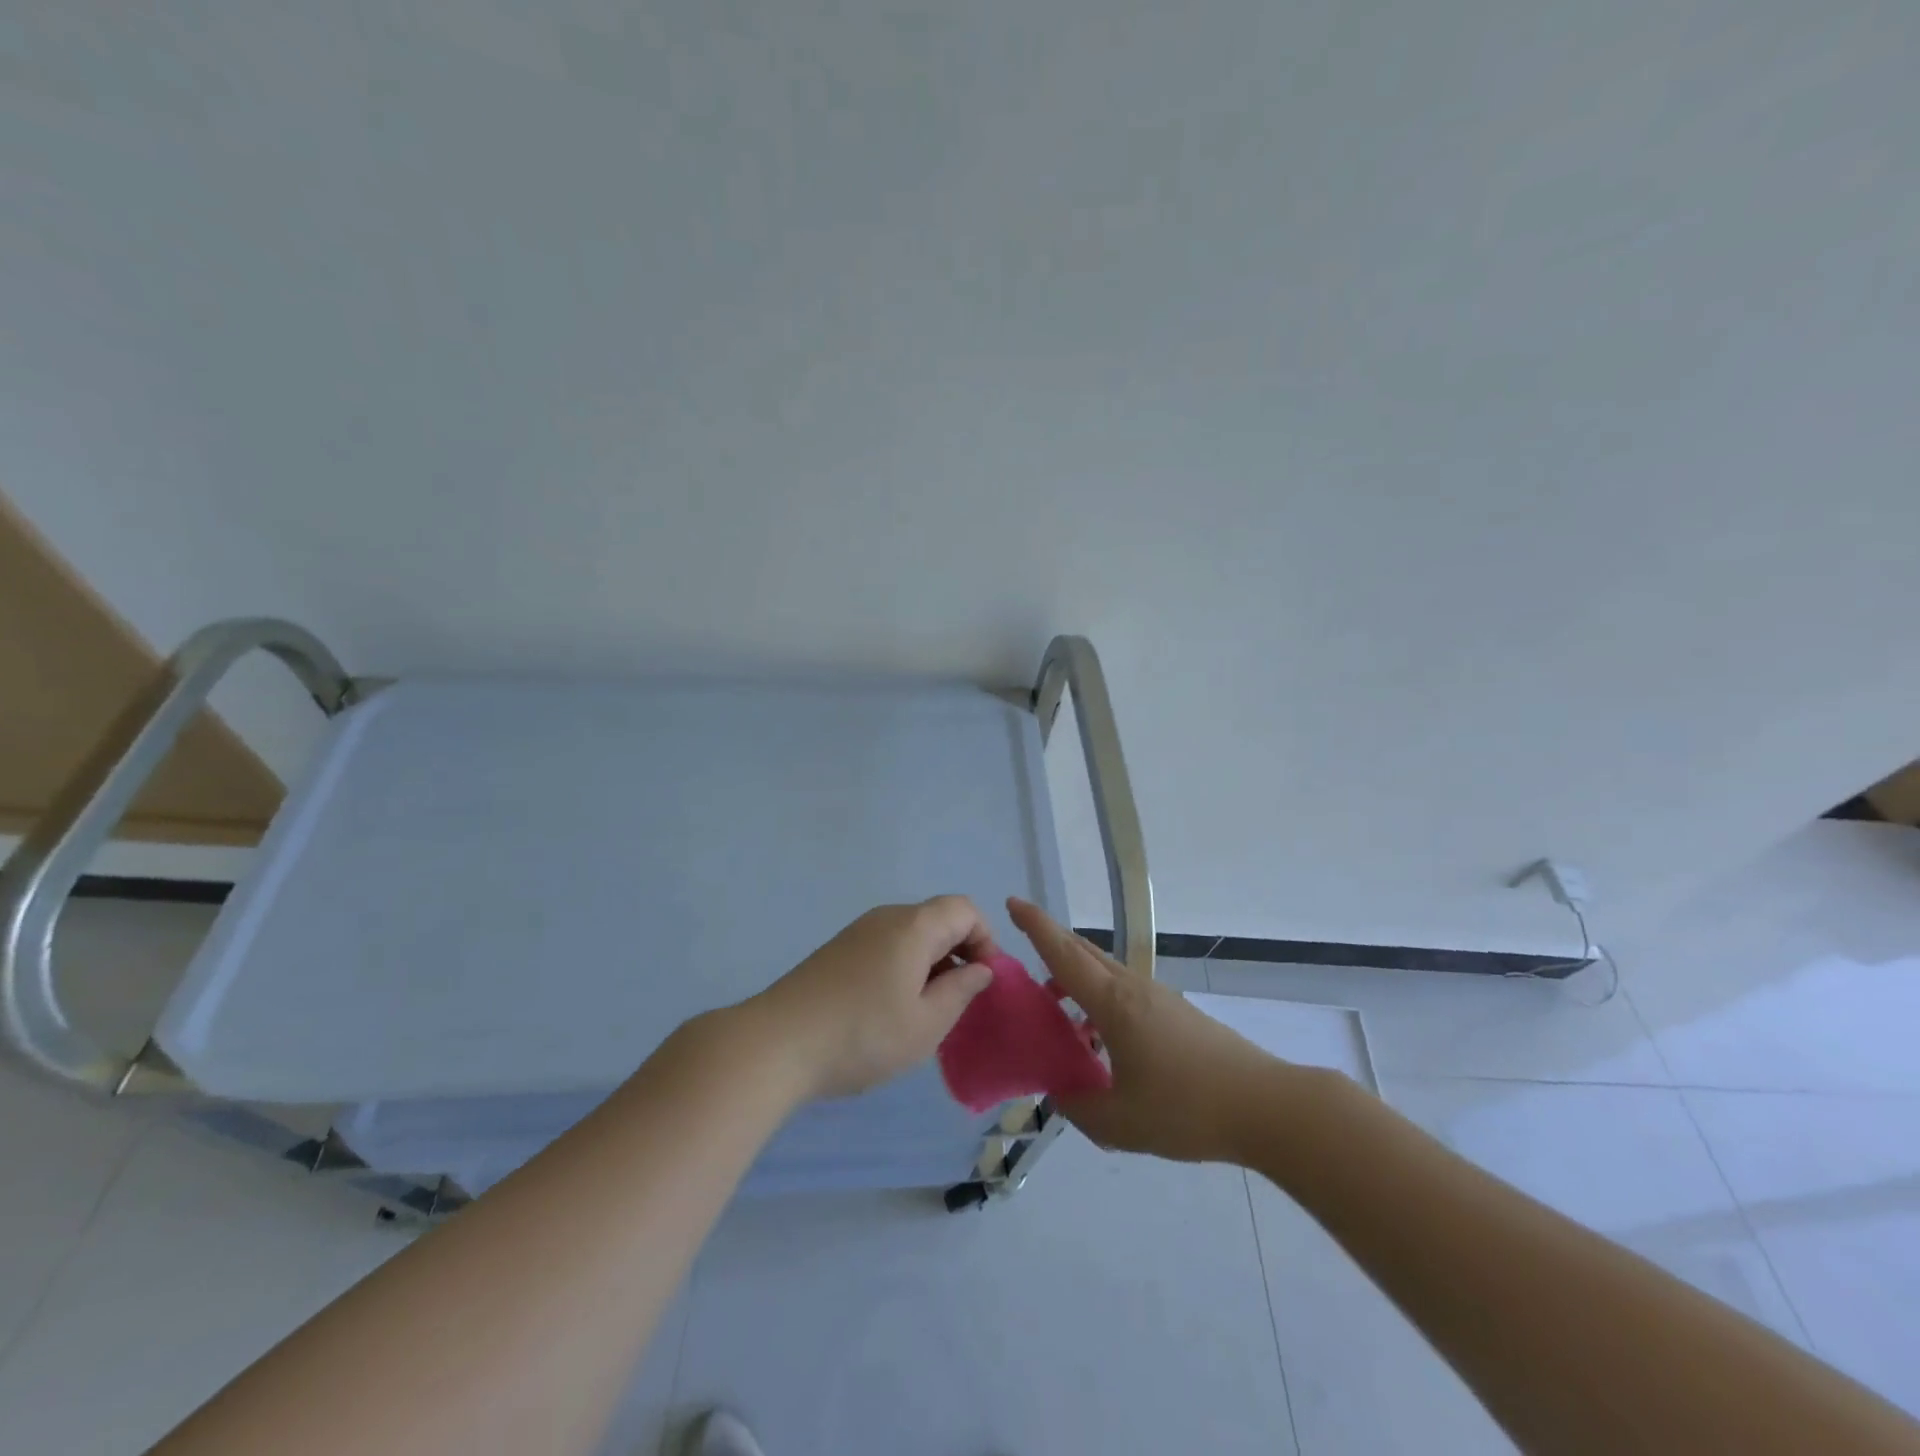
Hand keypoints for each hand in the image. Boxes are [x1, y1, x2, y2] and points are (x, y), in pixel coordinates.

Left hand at [748, 897, 997, 1100]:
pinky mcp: (838, 951)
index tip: (983, 982)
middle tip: (958, 1002)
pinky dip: (903, 968)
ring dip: (930, 964)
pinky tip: (890, 1010)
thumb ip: (961, 991)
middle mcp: (886, 917)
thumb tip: (980, 969)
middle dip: (959, 953)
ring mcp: (858, 932)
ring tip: (925, 1012)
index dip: (985, 939)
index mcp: (914, 926)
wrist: (777, 1043)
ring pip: (911, 935)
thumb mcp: (926, 1024)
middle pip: (938, 919)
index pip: (965, 909)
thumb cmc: (863, 1034)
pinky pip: (886, 947)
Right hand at [1009, 896, 1289, 1163]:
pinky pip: (1124, 992)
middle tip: (1023, 953)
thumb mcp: (1121, 1123)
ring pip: (1105, 973)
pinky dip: (1099, 1000)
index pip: (1064, 955)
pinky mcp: (1176, 1013)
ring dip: (1076, 979)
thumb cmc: (1187, 1108)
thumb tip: (1060, 1094)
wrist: (1265, 1106)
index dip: (1036, 927)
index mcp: (1113, 1004)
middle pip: (1084, 954)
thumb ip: (1079, 1108)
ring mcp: (1158, 998)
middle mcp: (1133, 988)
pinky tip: (1101, 1040)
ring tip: (1058, 1009)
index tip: (1013, 901)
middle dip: (1051, 945)